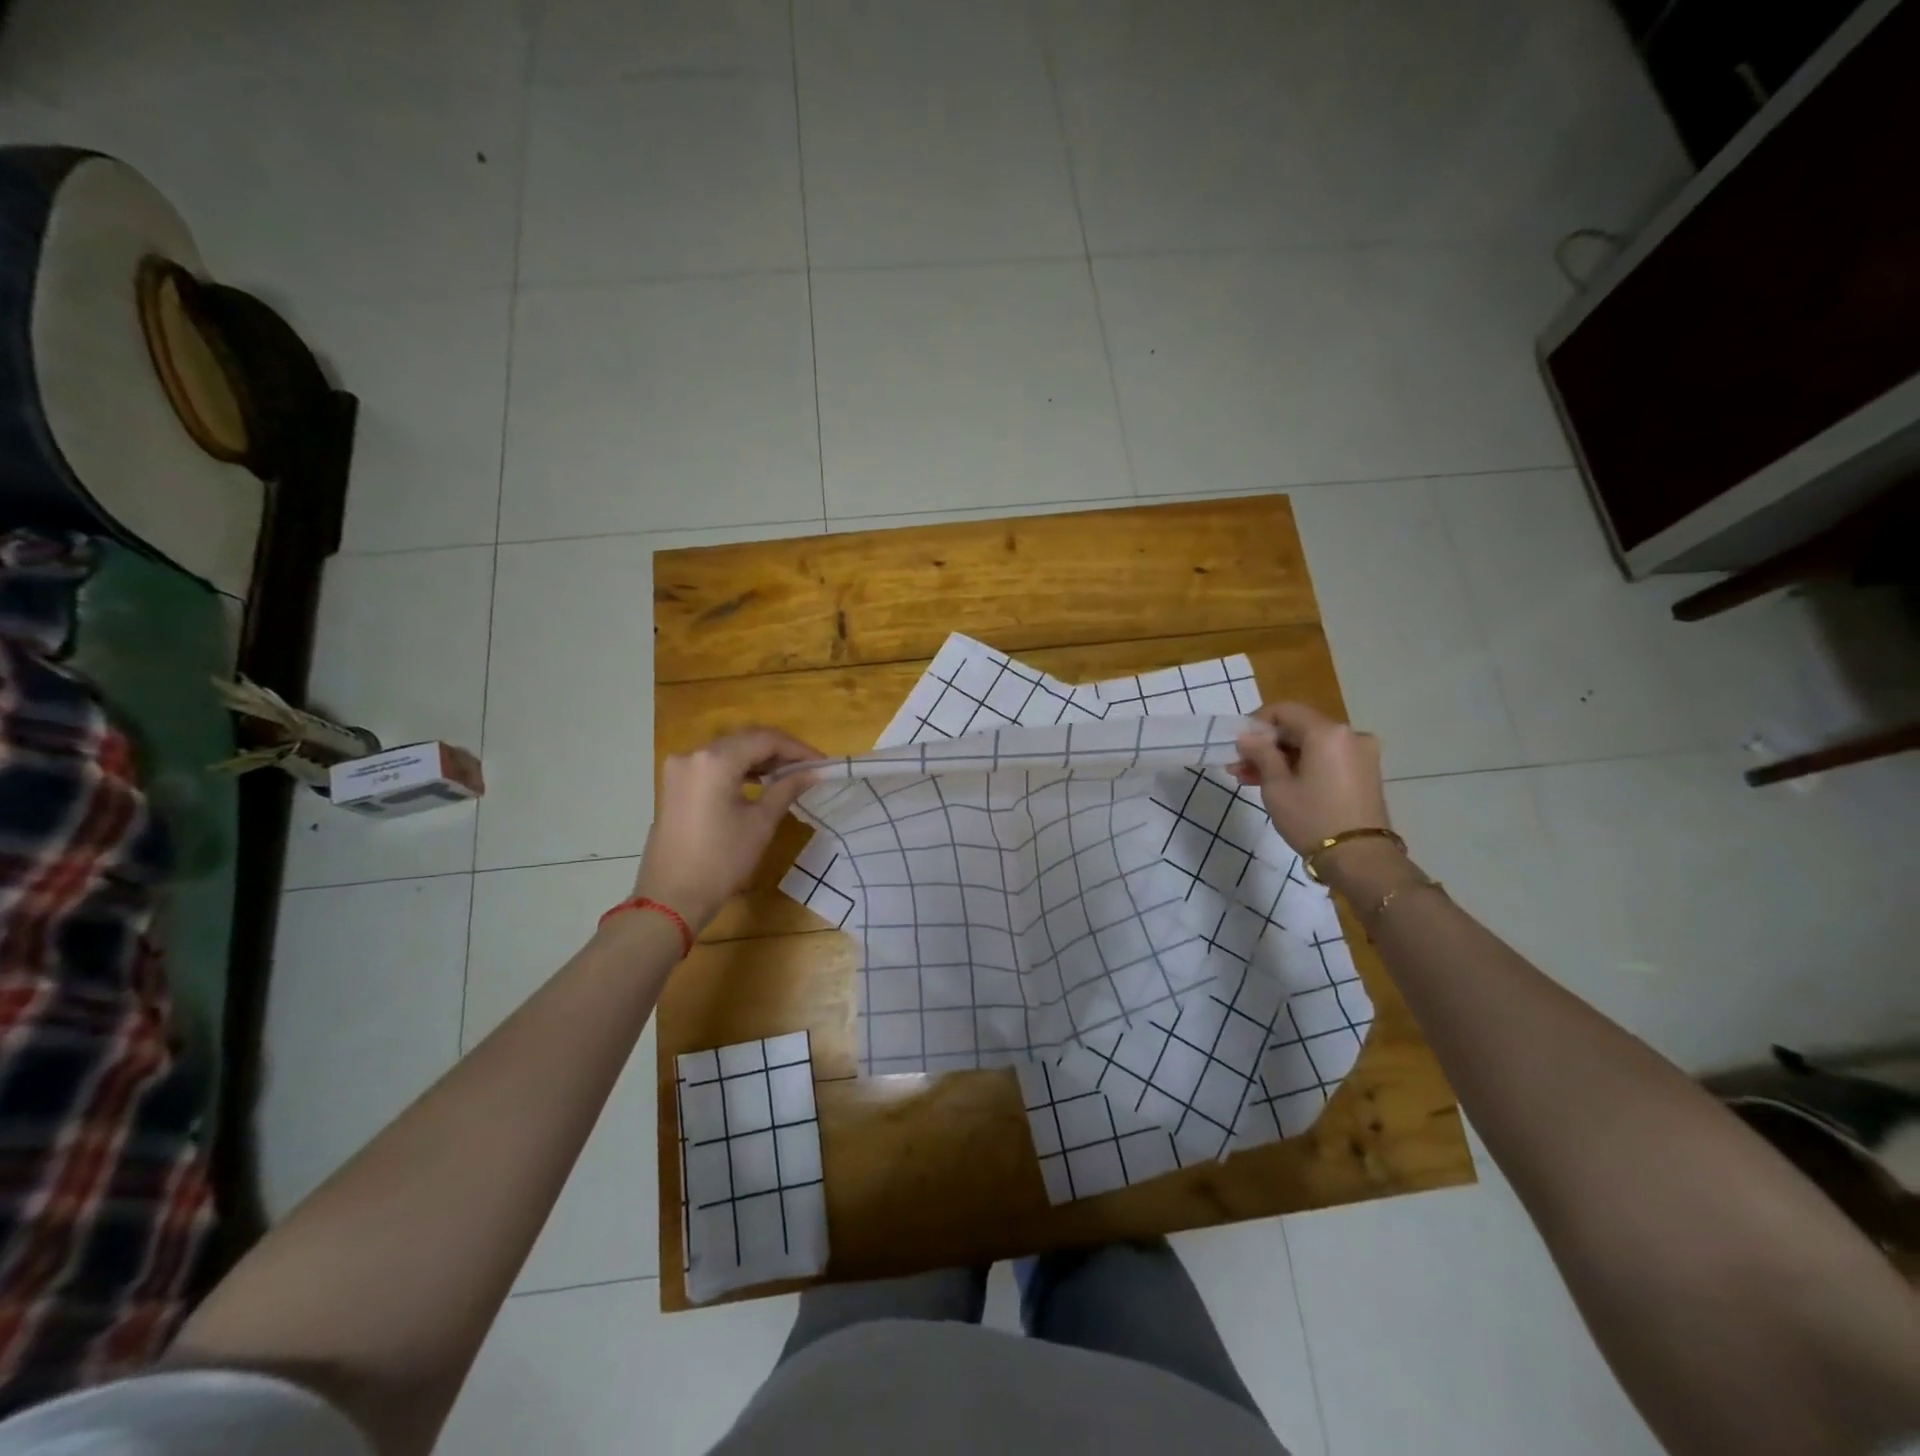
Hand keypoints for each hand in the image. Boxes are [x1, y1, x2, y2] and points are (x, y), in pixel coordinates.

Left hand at [631, 728, 822, 932]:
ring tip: (788, 775)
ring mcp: (680, 768)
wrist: (671, 897)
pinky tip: (759, 782)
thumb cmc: (721, 861)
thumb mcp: (760, 823)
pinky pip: (713, 764)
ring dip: (759, 758)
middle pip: (746, 739)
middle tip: (808, 768)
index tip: (822, 763)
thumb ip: (787, 788)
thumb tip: (812, 773)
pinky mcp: (675, 783)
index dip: (798, 749)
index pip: (766, 739)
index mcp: (715, 760)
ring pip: (729, 750)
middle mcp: (694, 754)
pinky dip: (738, 768)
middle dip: (779, 751)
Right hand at [1228, 702, 1390, 856]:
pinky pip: (1325, 759)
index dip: (1256, 723)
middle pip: (1298, 728)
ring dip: (1280, 758)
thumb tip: (1246, 736)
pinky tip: (1277, 783)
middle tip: (1238, 765)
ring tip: (1248, 778)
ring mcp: (1360, 754)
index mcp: (1327, 732)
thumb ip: (1261, 754)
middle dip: (1266, 745)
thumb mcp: (1276, 786)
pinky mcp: (1364, 772)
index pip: (1284, 711)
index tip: (1238, 744)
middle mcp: (1349, 735)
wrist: (1360, 859)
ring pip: (1310, 746)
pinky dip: (1301, 766)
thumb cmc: (1312, 819)